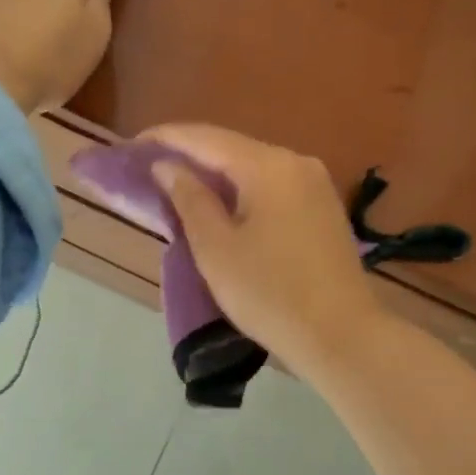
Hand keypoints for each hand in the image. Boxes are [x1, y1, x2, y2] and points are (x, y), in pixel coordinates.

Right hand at [141, 124, 383, 373]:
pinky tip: (222, 205)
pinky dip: (242, 191)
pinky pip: (273, 187)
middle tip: (150, 169)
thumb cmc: (270, 293)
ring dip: (216, 175)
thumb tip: (168, 166)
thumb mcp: (216, 248)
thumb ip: (189, 199)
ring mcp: (316, 184)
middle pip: (232, 148)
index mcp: (269, 166)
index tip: (132, 146)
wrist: (342, 336)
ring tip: (178, 186)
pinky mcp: (324, 208)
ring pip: (254, 168)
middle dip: (190, 156)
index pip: (207, 138)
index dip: (166, 138)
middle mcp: (296, 162)